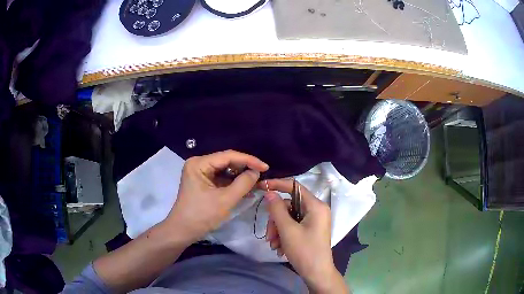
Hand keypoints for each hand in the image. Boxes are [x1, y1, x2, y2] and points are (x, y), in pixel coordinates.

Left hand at [166, 150, 268, 243]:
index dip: (249, 160)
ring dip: (240, 177)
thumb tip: (256, 172)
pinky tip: (246, 189)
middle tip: (262, 175)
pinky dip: (233, 184)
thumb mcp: (225, 200)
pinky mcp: (203, 182)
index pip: (228, 156)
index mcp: (199, 163)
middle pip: (227, 161)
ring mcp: (200, 173)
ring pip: (225, 170)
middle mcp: (199, 163)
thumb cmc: (201, 215)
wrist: (183, 231)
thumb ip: (243, 184)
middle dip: (245, 168)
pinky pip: (221, 179)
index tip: (266, 167)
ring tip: (257, 182)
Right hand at [262, 179, 347, 293]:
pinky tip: (280, 248)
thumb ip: (277, 209)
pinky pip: (293, 226)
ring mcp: (314, 221)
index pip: (294, 186)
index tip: (261, 187)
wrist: (317, 274)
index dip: (277, 185)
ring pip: (289, 218)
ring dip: (278, 230)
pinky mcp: (310, 230)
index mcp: (315, 206)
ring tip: (274, 245)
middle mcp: (316, 210)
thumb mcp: (287, 230)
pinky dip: (284, 235)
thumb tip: (269, 192)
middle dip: (276, 220)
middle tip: (269, 236)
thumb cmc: (304, 251)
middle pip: (289, 206)